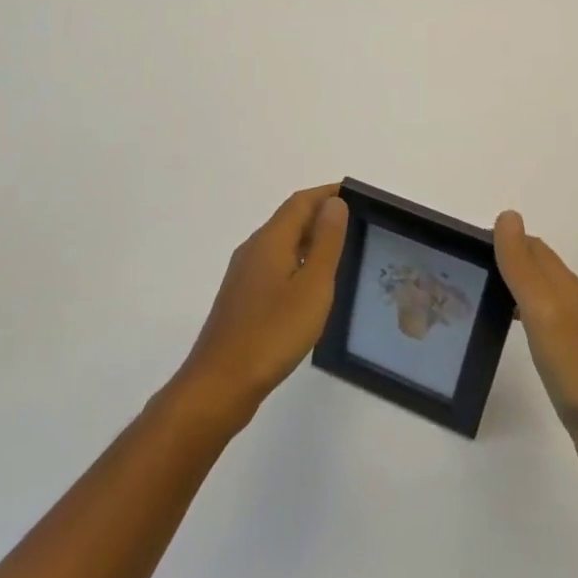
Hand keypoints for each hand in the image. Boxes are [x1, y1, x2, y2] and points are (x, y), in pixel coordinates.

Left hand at [175, 185, 348, 424]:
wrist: (220, 384)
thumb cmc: (272, 332)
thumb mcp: (312, 286)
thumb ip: (326, 242)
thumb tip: (334, 203)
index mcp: (271, 239)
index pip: (301, 201)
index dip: (327, 193)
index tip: (356, 194)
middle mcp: (254, 248)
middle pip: (290, 219)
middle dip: (321, 215)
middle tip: (357, 223)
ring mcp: (244, 274)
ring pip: (282, 244)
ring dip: (309, 240)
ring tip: (341, 252)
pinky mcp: (242, 298)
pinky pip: (275, 266)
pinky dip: (298, 262)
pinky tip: (312, 287)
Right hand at [494, 211, 577, 487]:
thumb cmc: (575, 367)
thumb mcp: (541, 309)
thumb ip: (522, 264)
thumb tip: (507, 215)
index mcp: (567, 286)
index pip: (533, 247)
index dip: (504, 240)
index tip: (468, 248)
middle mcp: (575, 302)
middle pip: (539, 268)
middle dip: (507, 261)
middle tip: (468, 271)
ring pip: (541, 296)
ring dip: (515, 288)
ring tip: (481, 298)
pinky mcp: (576, 362)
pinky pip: (545, 325)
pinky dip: (524, 317)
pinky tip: (511, 332)